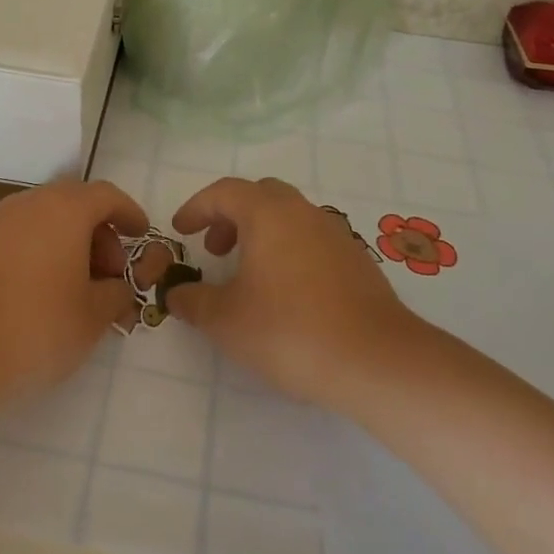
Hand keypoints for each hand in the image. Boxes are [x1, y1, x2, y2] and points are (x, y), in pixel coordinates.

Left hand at [0, 180, 145, 400]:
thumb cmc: (37, 327)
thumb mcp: (93, 316)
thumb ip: (115, 294)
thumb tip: (117, 287)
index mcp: (63, 209)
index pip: (106, 195)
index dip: (128, 213)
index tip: (140, 234)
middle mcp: (27, 204)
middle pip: (73, 203)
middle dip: (98, 233)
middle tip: (109, 273)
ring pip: (42, 220)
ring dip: (66, 244)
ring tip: (76, 288)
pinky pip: (16, 238)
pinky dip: (37, 254)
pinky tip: (39, 293)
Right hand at [166, 176, 423, 409]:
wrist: (376, 360)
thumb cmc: (289, 330)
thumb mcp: (225, 321)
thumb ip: (194, 302)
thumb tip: (177, 293)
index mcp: (267, 213)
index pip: (224, 192)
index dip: (197, 208)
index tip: (181, 231)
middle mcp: (302, 212)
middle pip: (260, 196)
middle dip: (231, 217)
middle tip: (216, 250)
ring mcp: (335, 234)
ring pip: (290, 218)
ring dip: (262, 235)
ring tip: (249, 276)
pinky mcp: (357, 261)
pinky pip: (312, 242)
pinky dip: (290, 253)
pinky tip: (287, 295)